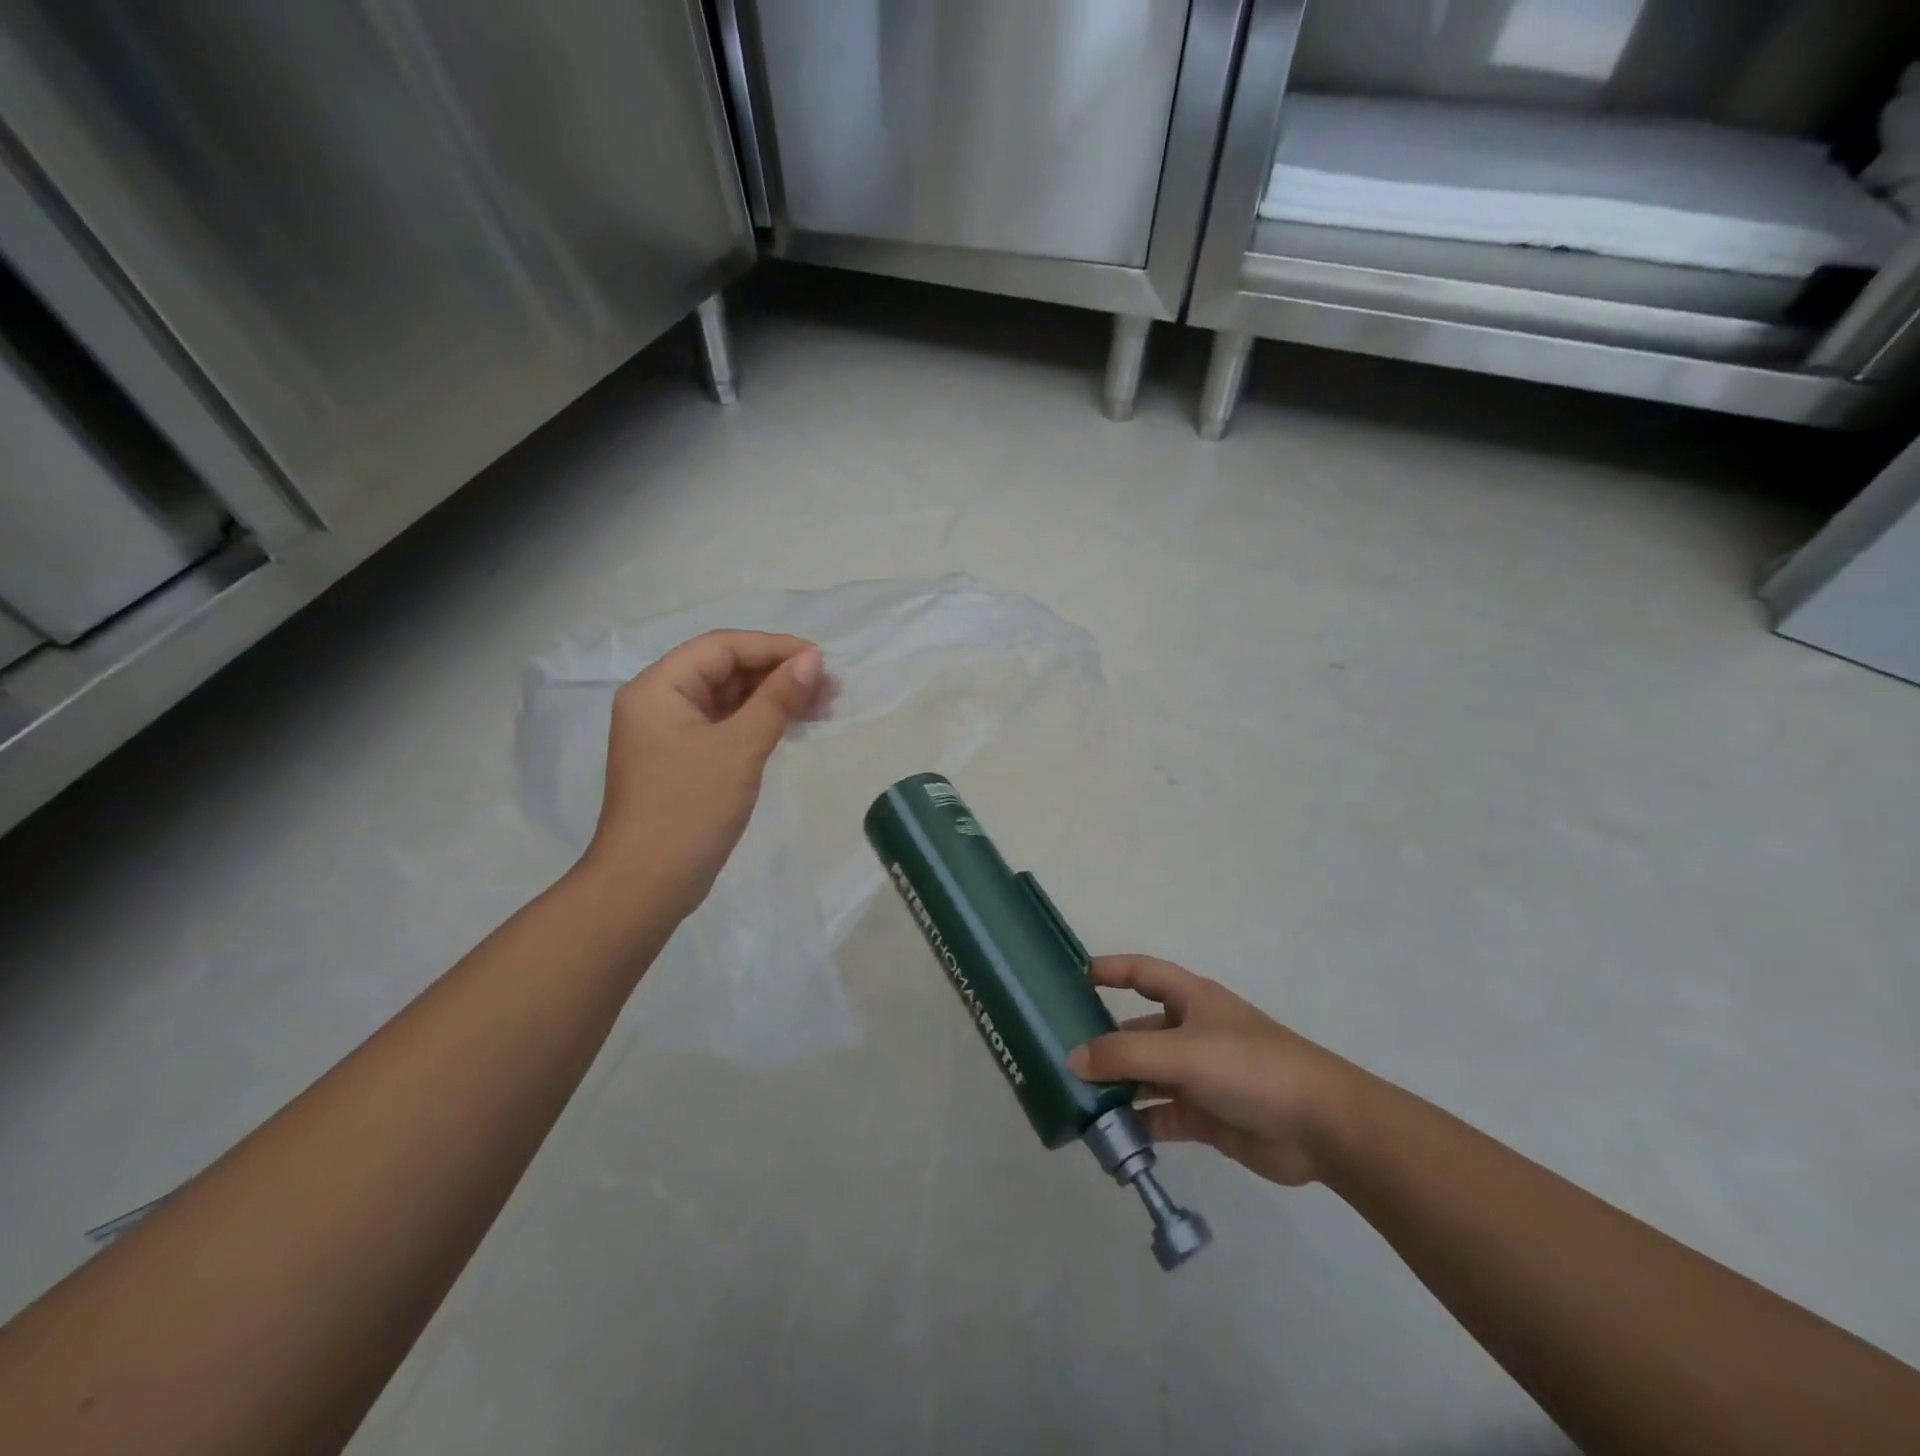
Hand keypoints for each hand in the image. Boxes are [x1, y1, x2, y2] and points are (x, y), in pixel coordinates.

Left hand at [580, 630, 825, 919]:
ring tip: (824, 705)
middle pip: (726, 669)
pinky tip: (795, 724)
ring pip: (730, 698)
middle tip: (830, 687)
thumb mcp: (740, 748)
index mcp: (659, 688)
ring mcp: (672, 732)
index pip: (722, 648)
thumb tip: (813, 660)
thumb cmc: (690, 809)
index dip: (774, 648)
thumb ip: (777, 699)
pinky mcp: (686, 759)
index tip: (821, 660)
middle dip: (778, 673)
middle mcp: (660, 702)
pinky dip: (761, 722)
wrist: (648, 884)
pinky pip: (728, 725)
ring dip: (775, 698)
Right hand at [1067, 956, 1361, 1186]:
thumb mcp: (1182, 1052)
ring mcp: (1197, 1076)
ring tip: (1074, 1100)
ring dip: (1115, 1088)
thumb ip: (1125, 1055)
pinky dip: (1135, 1125)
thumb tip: (1072, 1059)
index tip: (1071, 977)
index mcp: (1191, 1000)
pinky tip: (1107, 1137)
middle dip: (1103, 1042)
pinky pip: (1158, 1115)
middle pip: (1137, 1029)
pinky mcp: (1204, 1115)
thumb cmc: (1250, 1067)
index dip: (1110, 969)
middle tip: (1059, 1055)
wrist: (1321, 1127)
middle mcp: (1190, 1032)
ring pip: (1144, 1076)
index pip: (1142, 972)